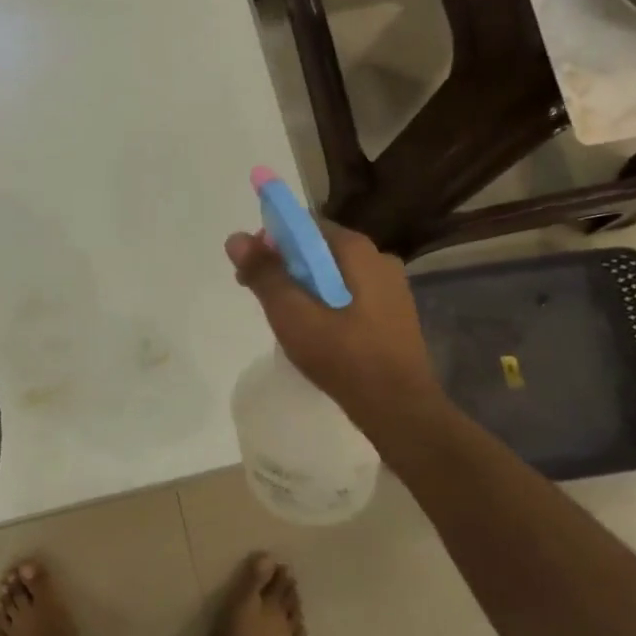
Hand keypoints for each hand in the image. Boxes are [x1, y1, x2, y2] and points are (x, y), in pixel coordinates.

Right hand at [224, 222, 441, 437]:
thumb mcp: (292, 315)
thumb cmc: (343, 356)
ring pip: (334, 275)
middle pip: (320, 251)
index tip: (252, 270)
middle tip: (264, 300)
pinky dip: (327, 305)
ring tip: (287, 322)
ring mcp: (392, 288)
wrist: (399, 409)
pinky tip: (317, 334)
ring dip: (306, 289)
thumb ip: (264, 274)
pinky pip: (351, 296)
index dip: (272, 243)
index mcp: (358, 250)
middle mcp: (379, 259)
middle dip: (286, 268)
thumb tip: (236, 238)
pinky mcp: (394, 314)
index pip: (305, 227)